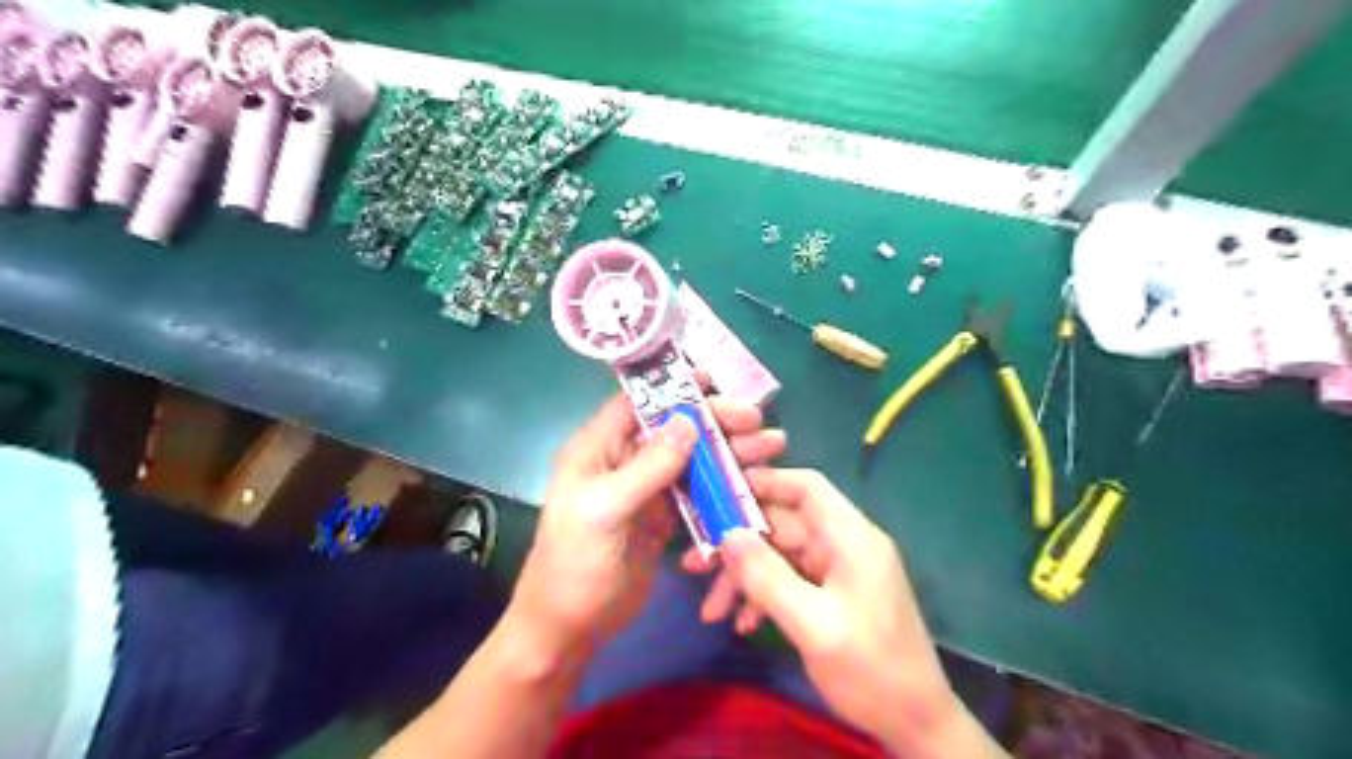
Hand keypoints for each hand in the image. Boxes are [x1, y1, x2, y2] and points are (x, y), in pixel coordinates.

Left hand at [505, 390, 781, 657]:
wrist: (570, 629)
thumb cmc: (573, 566)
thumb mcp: (604, 511)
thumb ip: (647, 468)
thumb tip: (687, 421)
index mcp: (598, 449)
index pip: (637, 403)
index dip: (673, 387)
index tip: (714, 379)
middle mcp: (624, 461)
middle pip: (674, 428)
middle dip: (715, 421)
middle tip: (756, 420)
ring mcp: (648, 490)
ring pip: (693, 458)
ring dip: (729, 451)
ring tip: (771, 446)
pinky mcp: (665, 517)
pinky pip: (699, 492)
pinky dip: (725, 485)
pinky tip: (753, 482)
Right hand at [689, 469, 972, 753]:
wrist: (914, 723)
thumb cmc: (871, 669)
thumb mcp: (813, 624)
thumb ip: (768, 577)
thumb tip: (726, 534)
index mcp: (850, 537)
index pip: (806, 487)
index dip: (764, 482)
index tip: (719, 493)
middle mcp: (843, 546)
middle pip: (783, 526)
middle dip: (738, 545)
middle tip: (695, 564)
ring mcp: (837, 572)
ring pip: (780, 557)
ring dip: (745, 579)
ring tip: (711, 609)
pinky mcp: (831, 597)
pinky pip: (788, 583)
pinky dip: (763, 597)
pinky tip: (743, 623)